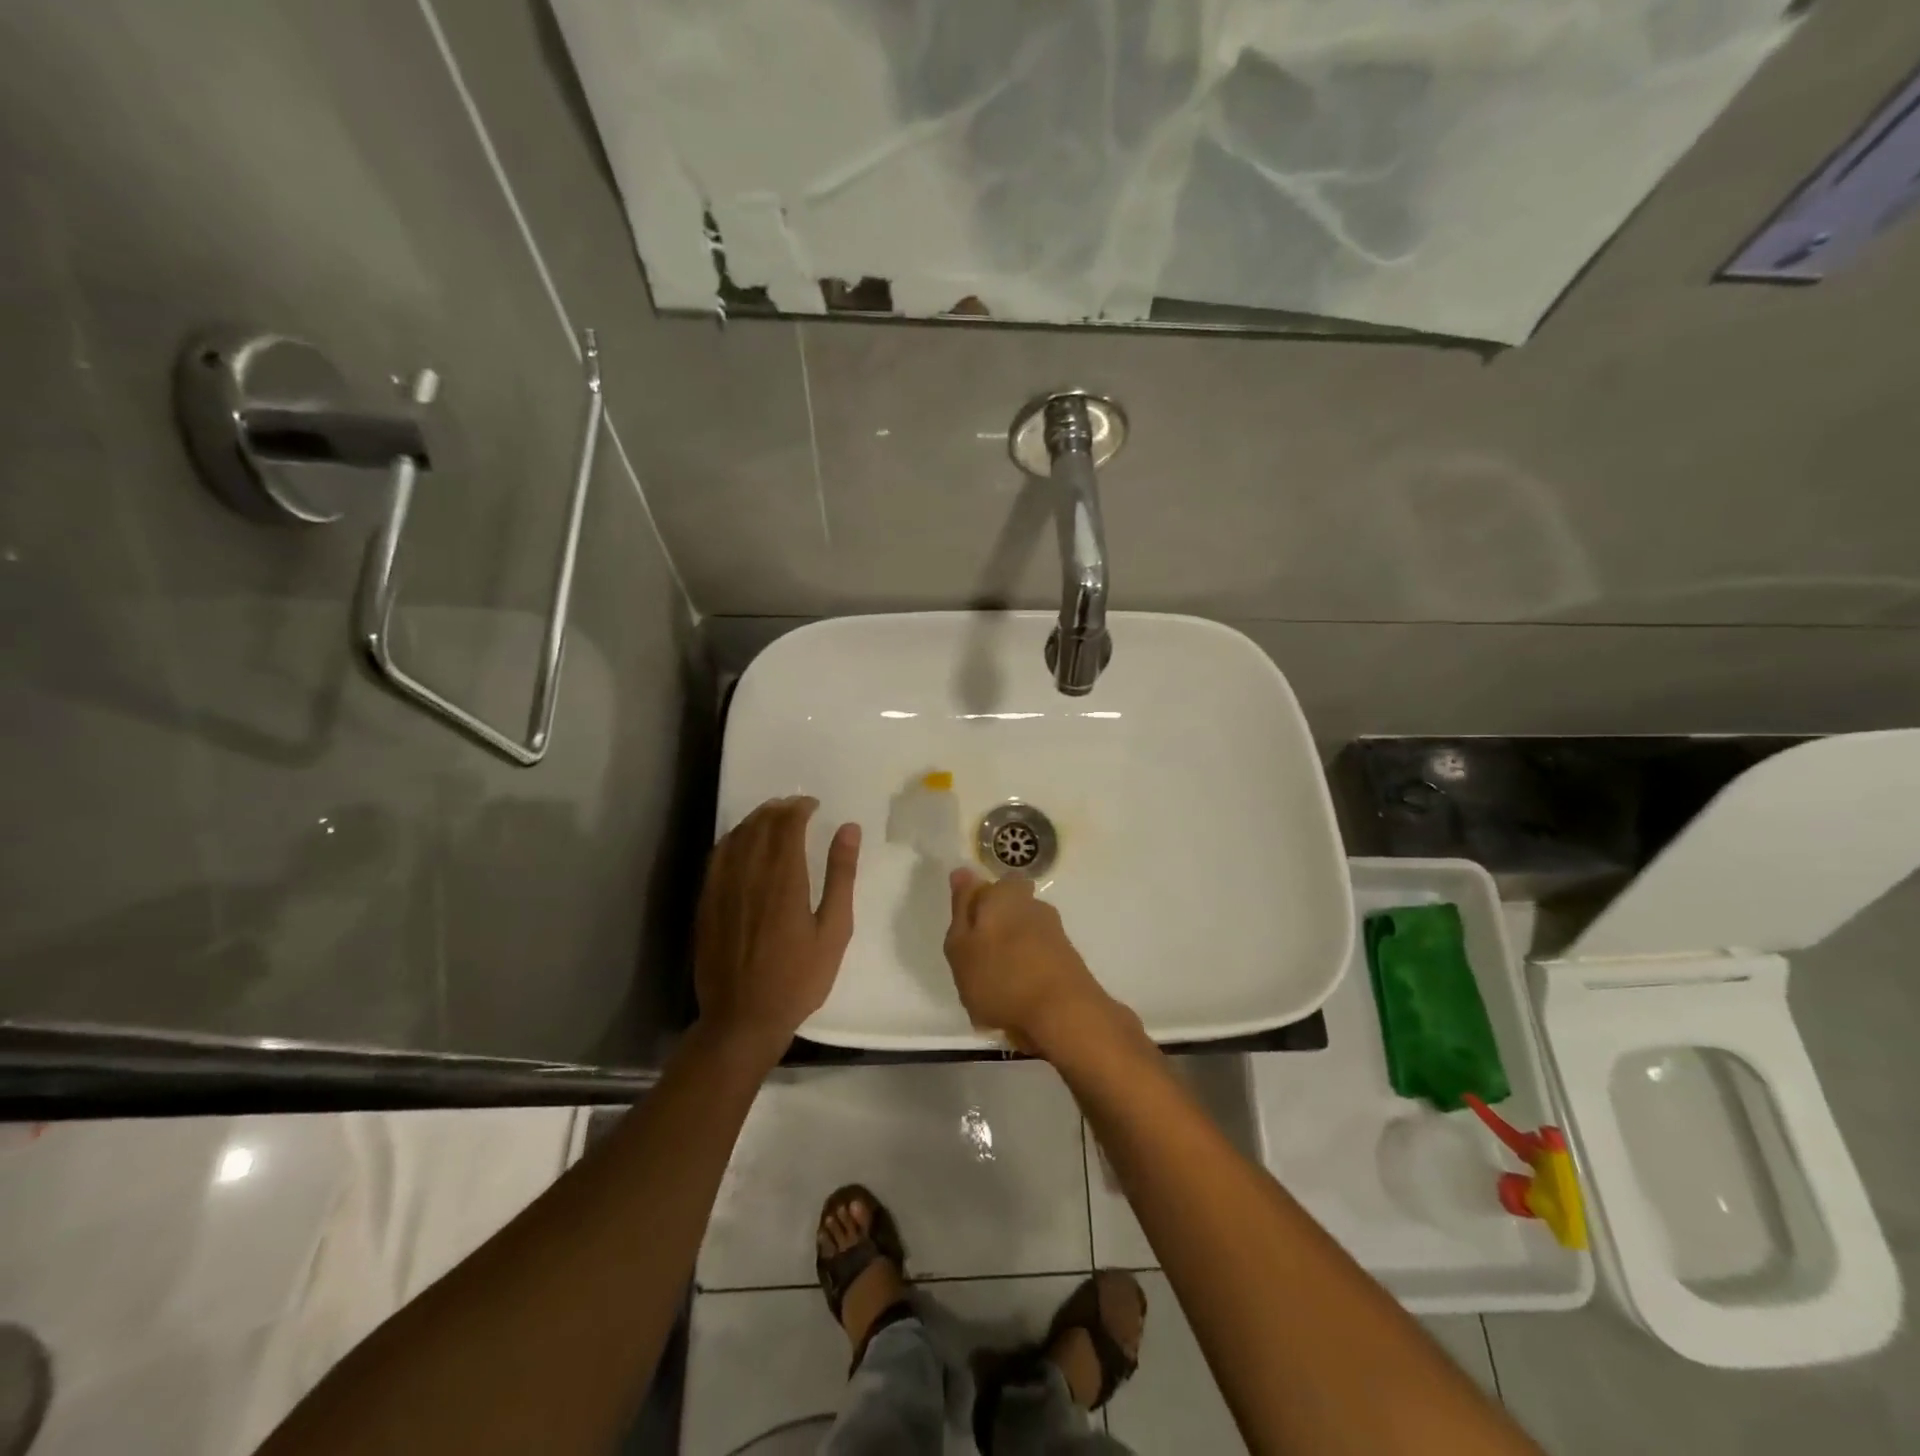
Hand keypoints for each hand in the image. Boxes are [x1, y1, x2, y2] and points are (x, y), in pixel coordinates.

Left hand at [694, 797, 859, 1064]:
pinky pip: (717, 857)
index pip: (787, 825)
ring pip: (736, 836)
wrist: (743, 1019)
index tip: (813, 805)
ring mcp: (722, 888)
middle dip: (779, 809)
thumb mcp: (834, 930)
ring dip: (755, 820)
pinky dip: (733, 839)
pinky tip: (742, 843)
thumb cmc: (799, 978)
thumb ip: (840, 876)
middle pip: (760, 825)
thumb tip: (848, 829)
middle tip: (796, 807)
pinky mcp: (707, 903)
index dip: (799, 808)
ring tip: (772, 817)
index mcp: (784, 879)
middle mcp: (749, 875)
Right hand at [943, 868, 1116, 1056]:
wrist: (1064, 1013)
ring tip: (993, 994)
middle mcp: (1033, 904)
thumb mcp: (961, 945)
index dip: (971, 911)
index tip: (963, 938)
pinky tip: (1015, 1003)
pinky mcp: (1067, 959)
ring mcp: (1054, 932)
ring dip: (1007, 958)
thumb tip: (963, 872)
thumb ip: (961, 908)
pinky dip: (1024, 977)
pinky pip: (1035, 961)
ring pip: (1020, 938)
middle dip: (991, 933)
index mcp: (1005, 894)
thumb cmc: (1000, 976)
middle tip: (974, 966)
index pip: (983, 888)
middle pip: (1004, 912)